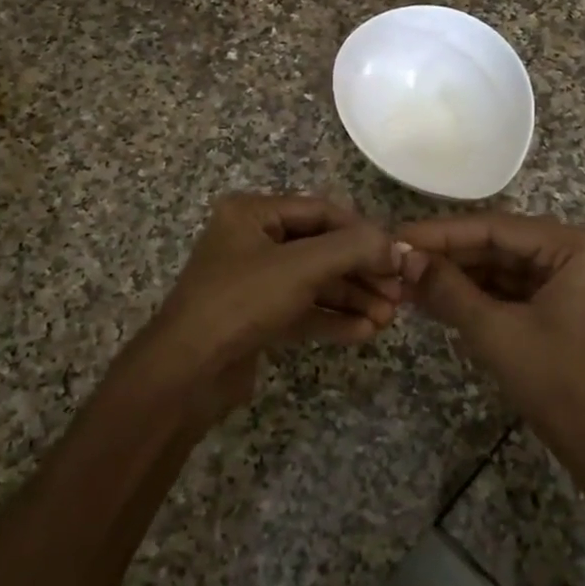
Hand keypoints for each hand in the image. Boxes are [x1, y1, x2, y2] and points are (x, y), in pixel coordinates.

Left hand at [117, 194, 406, 424]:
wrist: (186, 374)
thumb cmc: (241, 302)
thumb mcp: (300, 267)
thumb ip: (352, 249)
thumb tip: (396, 245)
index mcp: (253, 213)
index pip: (322, 211)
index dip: (362, 231)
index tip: (397, 255)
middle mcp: (253, 241)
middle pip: (321, 248)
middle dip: (361, 272)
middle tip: (398, 293)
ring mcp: (254, 281)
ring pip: (315, 282)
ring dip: (352, 298)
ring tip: (388, 318)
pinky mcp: (256, 318)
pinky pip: (302, 310)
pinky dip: (332, 318)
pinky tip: (364, 332)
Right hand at [397, 213, 584, 474]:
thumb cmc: (558, 382)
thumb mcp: (496, 332)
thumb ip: (448, 290)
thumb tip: (404, 259)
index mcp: (574, 247)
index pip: (496, 227)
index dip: (442, 233)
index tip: (398, 237)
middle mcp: (574, 253)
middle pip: (497, 244)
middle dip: (447, 256)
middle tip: (397, 260)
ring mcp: (567, 281)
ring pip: (500, 267)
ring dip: (456, 276)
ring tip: (406, 279)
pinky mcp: (557, 306)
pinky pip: (509, 290)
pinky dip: (474, 295)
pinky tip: (434, 298)